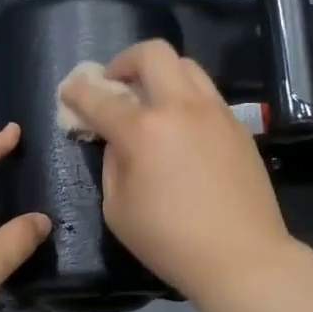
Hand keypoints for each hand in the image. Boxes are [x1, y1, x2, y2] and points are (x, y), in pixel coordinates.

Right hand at [58, 41, 293, 301]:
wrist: (242, 257)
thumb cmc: (170, 241)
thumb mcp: (118, 210)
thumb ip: (112, 164)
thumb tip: (118, 142)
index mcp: (143, 130)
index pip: (100, 97)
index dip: (78, 92)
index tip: (69, 92)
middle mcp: (181, 108)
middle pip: (152, 53)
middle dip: (124, 62)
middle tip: (116, 86)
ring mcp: (215, 113)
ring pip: (186, 66)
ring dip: (160, 74)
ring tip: (151, 102)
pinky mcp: (238, 126)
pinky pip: (206, 94)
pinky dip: (185, 98)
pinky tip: (181, 130)